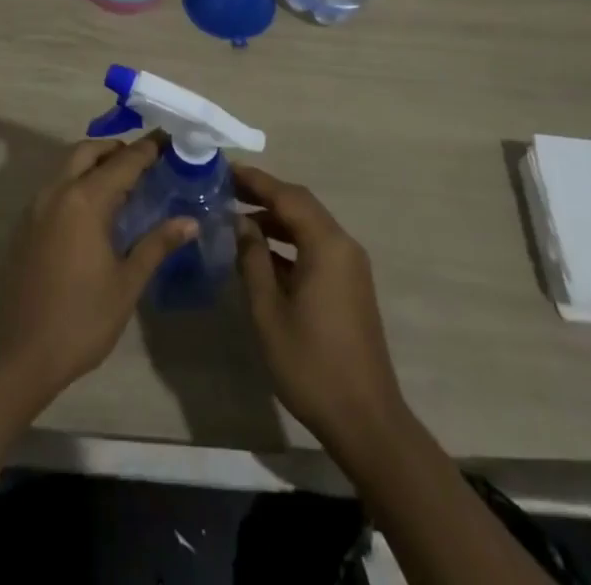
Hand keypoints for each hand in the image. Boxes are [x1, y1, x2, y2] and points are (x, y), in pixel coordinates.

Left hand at [0, 135, 195, 406]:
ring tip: (124, 185)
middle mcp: (57, 191)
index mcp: (85, 199)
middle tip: (146, 162)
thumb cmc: (79, 320)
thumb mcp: (126, 284)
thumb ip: (156, 245)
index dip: (149, 149)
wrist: (16, 356)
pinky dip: (78, 182)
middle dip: (117, 149)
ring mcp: (36, 207)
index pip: (124, 161)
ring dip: (95, 164)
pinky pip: (56, 187)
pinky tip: (95, 211)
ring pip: (68, 166)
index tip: (170, 140)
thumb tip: (190, 221)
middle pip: (89, 151)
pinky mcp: (25, 225)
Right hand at [234, 164, 407, 447]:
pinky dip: (289, 241)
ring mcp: (350, 266)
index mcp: (326, 245)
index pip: (286, 196)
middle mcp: (343, 245)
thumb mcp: (269, 311)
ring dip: (275, 218)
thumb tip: (241, 223)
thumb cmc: (311, 364)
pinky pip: (316, 246)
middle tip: (226, 189)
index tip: (224, 169)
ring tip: (237, 217)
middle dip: (264, 194)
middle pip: (300, 205)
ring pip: (309, 225)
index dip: (255, 180)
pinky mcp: (350, 285)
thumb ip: (253, 259)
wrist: (366, 421)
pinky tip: (261, 252)